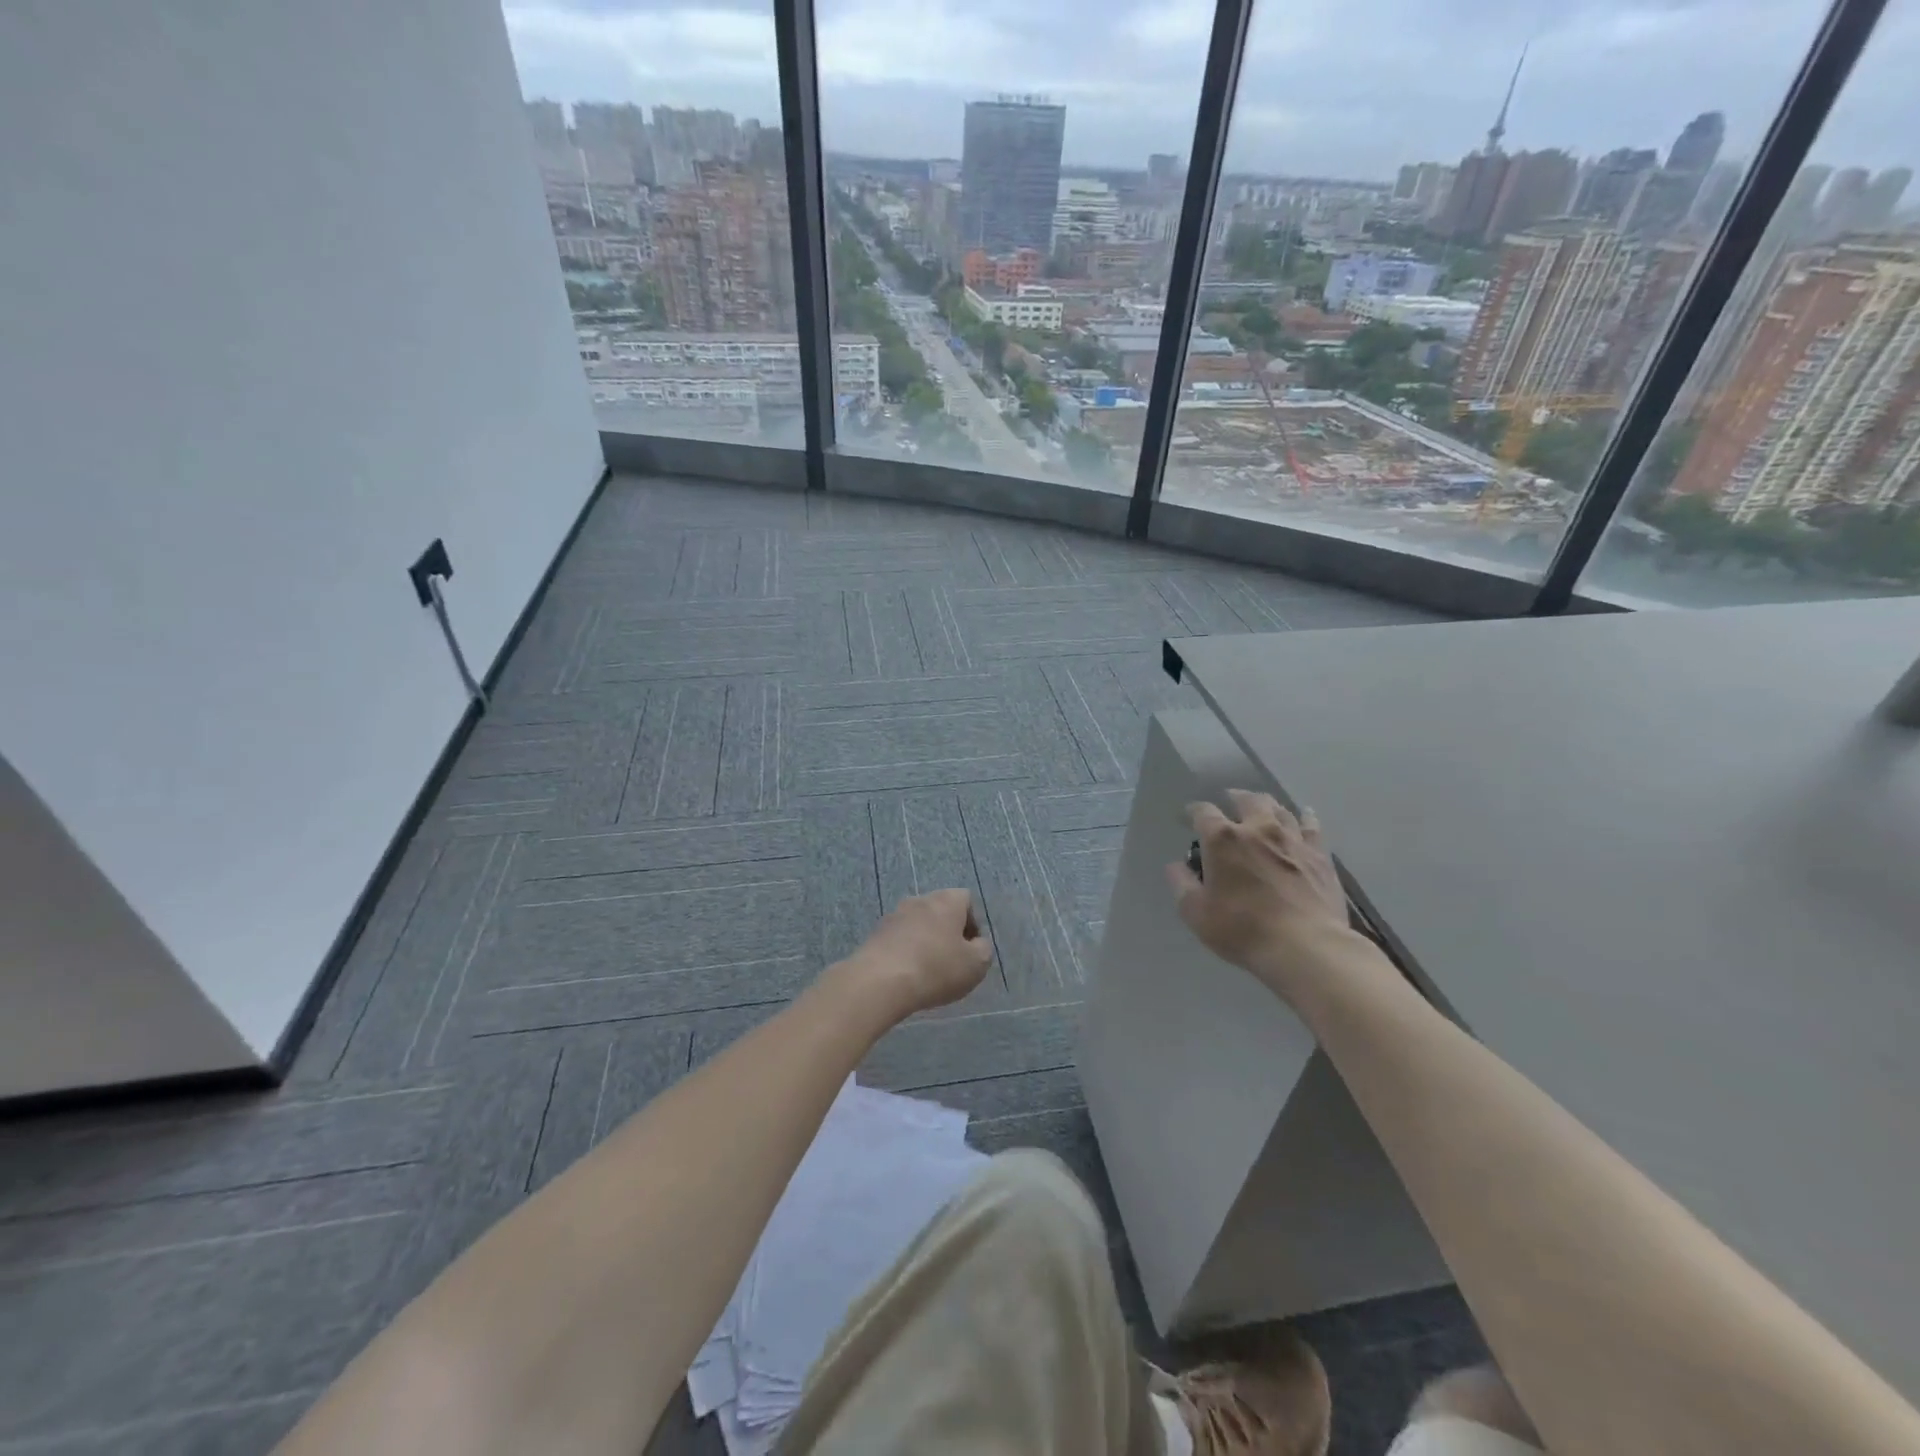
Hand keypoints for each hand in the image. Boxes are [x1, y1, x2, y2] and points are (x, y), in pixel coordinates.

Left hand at [836, 888, 993, 1022]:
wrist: (880, 981)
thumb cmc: (936, 968)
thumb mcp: (976, 964)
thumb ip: (983, 949)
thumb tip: (976, 944)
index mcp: (946, 900)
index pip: (966, 900)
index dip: (973, 924)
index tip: (970, 950)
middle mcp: (919, 899)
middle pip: (941, 911)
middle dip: (948, 934)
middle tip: (951, 962)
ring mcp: (894, 915)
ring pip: (918, 926)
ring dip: (925, 943)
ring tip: (927, 973)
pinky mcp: (875, 933)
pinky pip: (899, 940)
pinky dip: (906, 953)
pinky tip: (906, 976)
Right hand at [1166, 790, 1354, 998]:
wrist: (1305, 947)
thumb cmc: (1242, 929)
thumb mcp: (1196, 913)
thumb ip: (1181, 884)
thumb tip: (1176, 866)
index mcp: (1223, 839)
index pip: (1203, 812)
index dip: (1193, 811)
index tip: (1188, 817)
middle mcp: (1258, 828)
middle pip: (1247, 800)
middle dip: (1235, 798)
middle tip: (1229, 802)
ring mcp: (1293, 839)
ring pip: (1280, 809)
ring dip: (1267, 806)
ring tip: (1262, 809)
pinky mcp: (1320, 855)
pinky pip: (1312, 827)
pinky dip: (1304, 818)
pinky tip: (1304, 816)